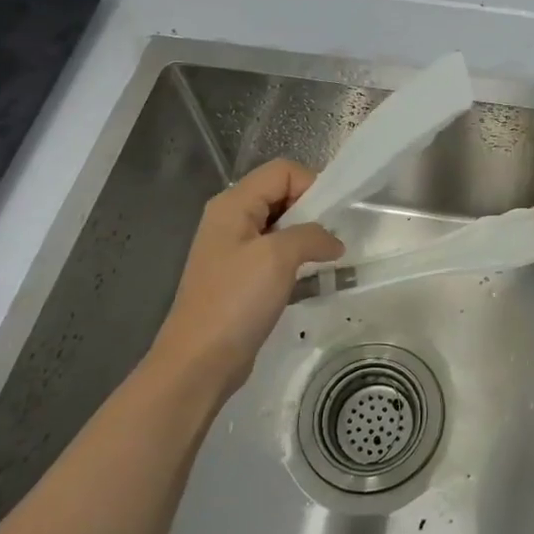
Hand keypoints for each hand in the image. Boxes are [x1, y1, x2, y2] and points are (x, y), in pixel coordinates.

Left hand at [152, 159, 343, 397]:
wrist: (199, 362)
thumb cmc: (235, 301)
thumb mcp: (278, 257)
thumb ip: (312, 235)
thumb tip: (333, 241)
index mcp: (233, 204)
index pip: (282, 171)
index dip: (312, 185)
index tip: (332, 217)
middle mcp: (230, 219)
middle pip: (281, 194)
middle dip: (312, 212)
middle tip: (333, 239)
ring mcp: (234, 249)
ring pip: (281, 226)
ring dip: (307, 238)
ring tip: (326, 260)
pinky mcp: (240, 277)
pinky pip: (276, 254)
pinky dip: (297, 260)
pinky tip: (311, 280)